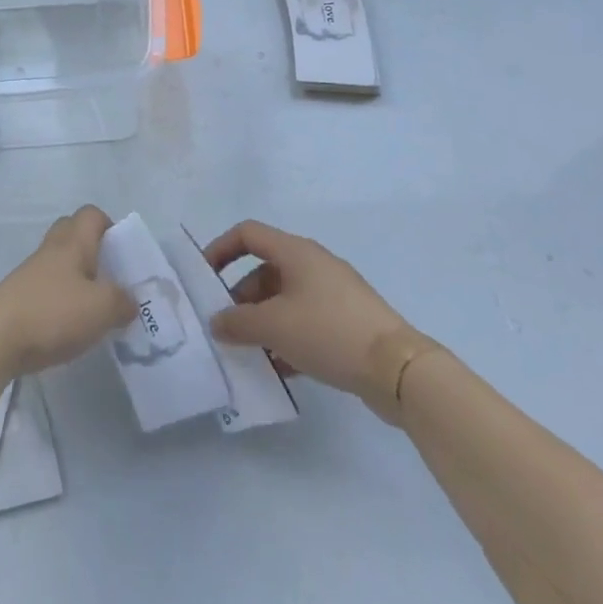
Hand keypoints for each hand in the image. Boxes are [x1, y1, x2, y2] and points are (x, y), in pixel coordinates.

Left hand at [0, 205, 136, 376]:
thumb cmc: (52, 313)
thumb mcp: (101, 309)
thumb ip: (122, 301)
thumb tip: (129, 301)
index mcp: (72, 243)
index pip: (91, 214)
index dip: (110, 226)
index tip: (123, 253)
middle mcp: (50, 251)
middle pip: (72, 233)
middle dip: (93, 250)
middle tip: (110, 277)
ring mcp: (30, 274)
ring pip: (59, 263)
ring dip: (77, 279)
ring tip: (95, 309)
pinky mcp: (18, 299)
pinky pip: (47, 289)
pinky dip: (61, 300)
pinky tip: (70, 327)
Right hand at [205, 219, 421, 401]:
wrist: (398, 369)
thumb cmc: (328, 332)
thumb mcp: (274, 326)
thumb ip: (237, 322)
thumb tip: (217, 322)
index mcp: (295, 252)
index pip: (247, 234)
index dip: (221, 249)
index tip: (204, 279)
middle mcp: (313, 264)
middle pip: (264, 270)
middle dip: (240, 298)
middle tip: (226, 328)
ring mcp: (333, 293)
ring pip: (284, 299)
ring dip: (262, 322)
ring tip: (248, 353)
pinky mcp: (347, 321)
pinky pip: (305, 321)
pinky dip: (286, 338)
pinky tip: (278, 368)